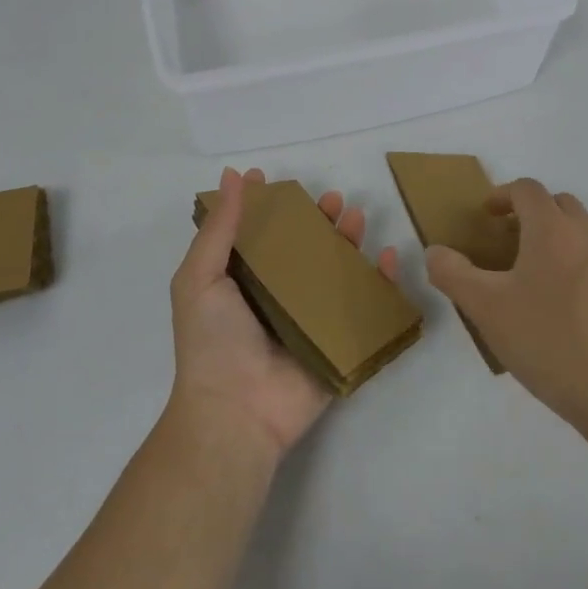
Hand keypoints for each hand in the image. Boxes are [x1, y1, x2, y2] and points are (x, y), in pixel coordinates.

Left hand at [168, 166, 399, 460]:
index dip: (266, 207)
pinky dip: (381, 282)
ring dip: (348, 242)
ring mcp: (310, 320)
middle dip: (317, 221)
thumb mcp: (200, 277)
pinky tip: (387, 257)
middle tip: (332, 199)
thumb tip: (231, 176)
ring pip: (335, 272)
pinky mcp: (338, 342)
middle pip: (302, 249)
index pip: (257, 235)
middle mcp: (276, 296)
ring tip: (357, 217)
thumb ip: (219, 228)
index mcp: (242, 282)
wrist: (236, 412)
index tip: (271, 179)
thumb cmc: (213, 341)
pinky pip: (364, 307)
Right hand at [426, 178, 587, 433]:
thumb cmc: (545, 339)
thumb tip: (434, 251)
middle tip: (505, 236)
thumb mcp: (484, 307)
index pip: (527, 190)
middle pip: (558, 202)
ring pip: (581, 226)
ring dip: (555, 230)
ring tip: (530, 262)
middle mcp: (584, 235)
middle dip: (530, 210)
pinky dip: (573, 255)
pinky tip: (555, 295)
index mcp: (552, 229)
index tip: (485, 216)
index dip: (502, 195)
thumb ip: (452, 273)